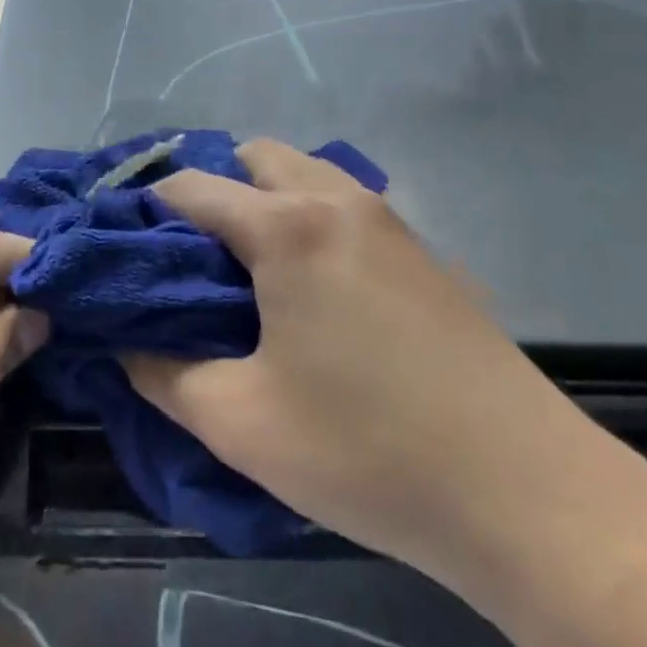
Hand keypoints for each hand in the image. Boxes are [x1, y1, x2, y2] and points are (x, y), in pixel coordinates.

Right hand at [122, 140, 596, 593]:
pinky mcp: (419, 247)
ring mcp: (386, 218)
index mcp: (286, 227)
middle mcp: (335, 199)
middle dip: (212, 190)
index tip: (123, 244)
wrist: (523, 490)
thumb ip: (164, 374)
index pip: (193, 187)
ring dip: (264, 198)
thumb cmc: (366, 450)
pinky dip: (307, 215)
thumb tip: (127, 344)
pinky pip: (342, 202)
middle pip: (253, 157)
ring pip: (304, 172)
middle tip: (190, 258)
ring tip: (246, 269)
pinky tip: (309, 286)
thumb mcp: (239, 423)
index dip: (147, 208)